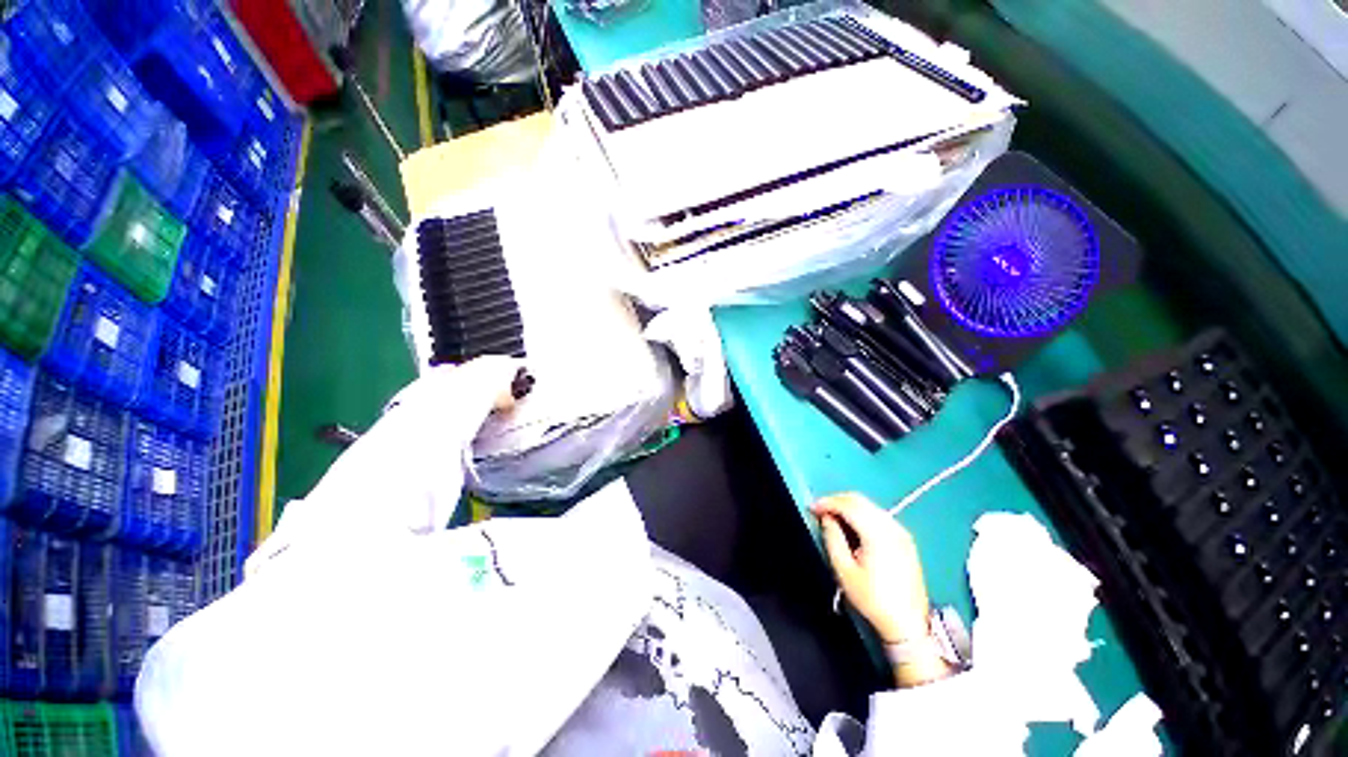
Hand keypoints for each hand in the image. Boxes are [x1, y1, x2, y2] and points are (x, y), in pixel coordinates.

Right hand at [812, 493, 930, 643]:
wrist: (908, 624)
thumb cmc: (872, 599)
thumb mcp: (844, 571)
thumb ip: (832, 538)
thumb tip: (826, 518)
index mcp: (877, 534)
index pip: (848, 505)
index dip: (827, 502)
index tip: (811, 507)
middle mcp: (892, 527)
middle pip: (860, 501)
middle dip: (837, 501)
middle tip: (820, 510)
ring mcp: (901, 532)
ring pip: (870, 506)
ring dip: (849, 506)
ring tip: (832, 517)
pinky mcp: (905, 539)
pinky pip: (879, 516)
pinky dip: (861, 514)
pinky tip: (852, 525)